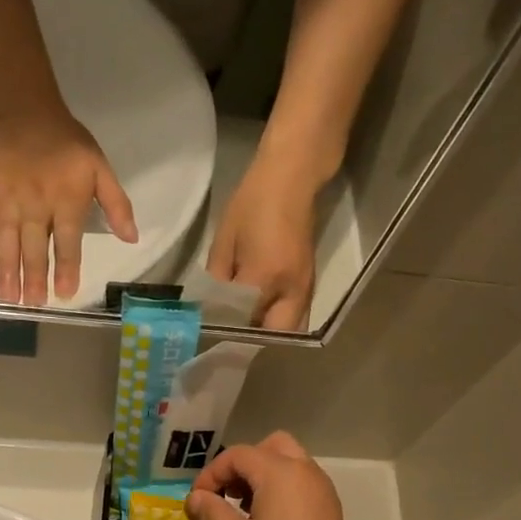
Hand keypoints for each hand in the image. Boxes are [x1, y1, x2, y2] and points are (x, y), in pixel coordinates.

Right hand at [0, 105, 138, 305]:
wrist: (23, 107)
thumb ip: (117, 204)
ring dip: (7, 270)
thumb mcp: (100, 167)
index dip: (66, 268)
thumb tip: (133, 238)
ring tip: (8, 297)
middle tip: (32, 304)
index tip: (65, 293)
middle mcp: (35, 203)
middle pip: (34, 246)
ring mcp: (6, 198)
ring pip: (6, 239)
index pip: (67, 241)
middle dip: (33, 277)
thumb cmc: (67, 142)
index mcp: (66, 199)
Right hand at [185, 432, 375, 519]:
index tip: (197, 501)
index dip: (212, 473)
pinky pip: (301, 484)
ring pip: (289, 464)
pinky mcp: (329, 512)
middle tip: (225, 494)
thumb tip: (197, 498)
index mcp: (282, 472)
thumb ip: (214, 512)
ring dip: (262, 476)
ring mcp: (322, 492)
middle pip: (271, 447)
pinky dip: (280, 490)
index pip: (239, 455)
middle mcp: (306, 472)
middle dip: (242, 465)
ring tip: (241, 511)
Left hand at [206, 159, 318, 330]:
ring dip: (268, 334)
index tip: (210, 333)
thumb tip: (210, 306)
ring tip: (244, 327)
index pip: (243, 319)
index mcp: (264, 276)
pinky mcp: (310, 283)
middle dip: (252, 340)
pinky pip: (295, 315)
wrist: (291, 178)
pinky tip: (259, 312)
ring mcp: (305, 288)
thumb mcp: (224, 240)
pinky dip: (278, 321)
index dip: (226, 328)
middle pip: (273, 335)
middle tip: (231, 336)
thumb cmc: (252, 203)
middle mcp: (290, 289)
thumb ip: (217, 278)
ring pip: (289, 329)